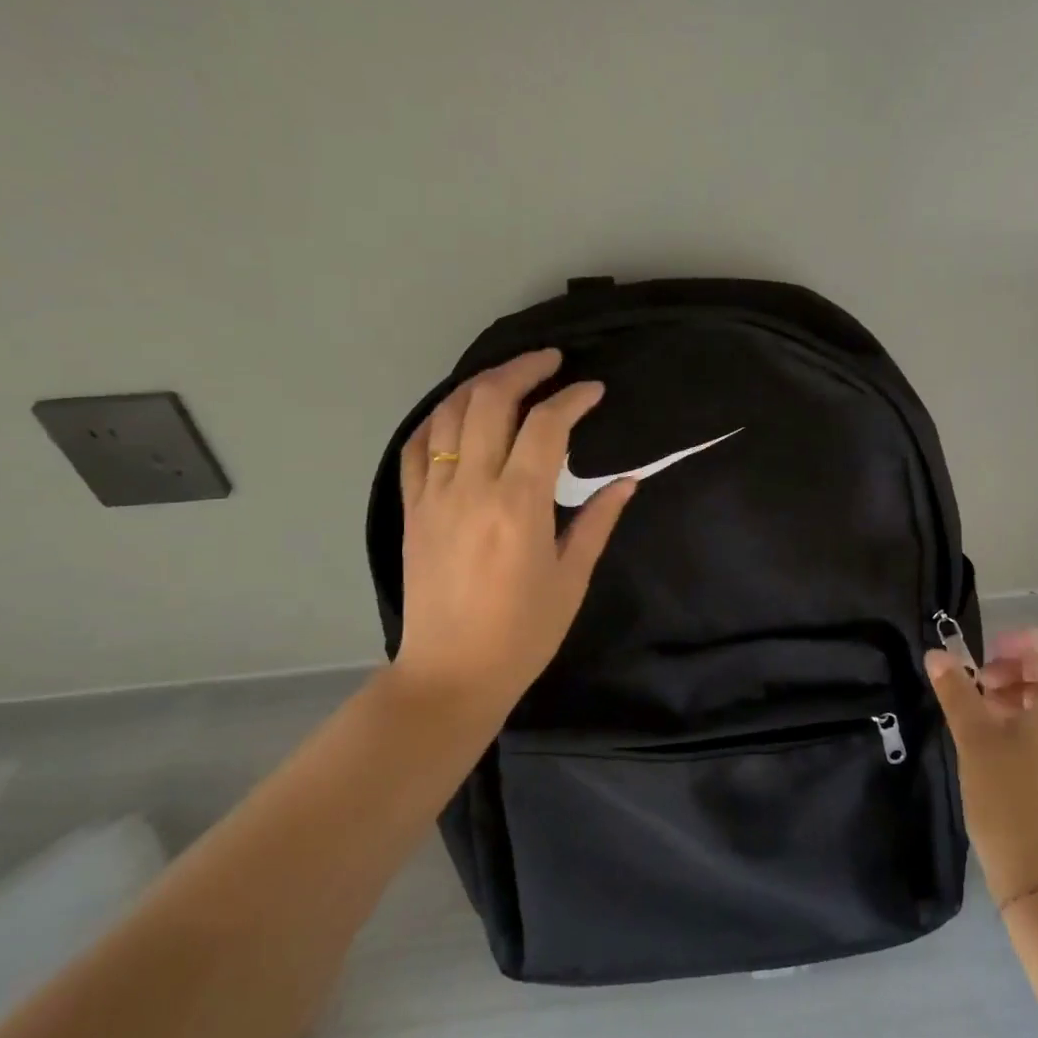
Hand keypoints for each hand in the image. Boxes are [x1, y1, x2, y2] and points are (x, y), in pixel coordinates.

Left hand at [391, 349, 634, 717]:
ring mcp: (433, 496)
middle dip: (523, 370)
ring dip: (479, 384)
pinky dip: (436, 419)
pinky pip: (415, 448)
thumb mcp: (571, 578)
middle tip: (551, 362)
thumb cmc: (522, 633)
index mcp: (518, 505)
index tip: (594, 391)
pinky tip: (456, 413)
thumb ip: (597, 520)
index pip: (546, 426)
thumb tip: (626, 480)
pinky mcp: (411, 510)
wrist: (450, 675)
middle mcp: (471, 487)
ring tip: (508, 377)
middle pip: (490, 401)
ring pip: (447, 414)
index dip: (573, 398)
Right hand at [926, 628, 1037, 900]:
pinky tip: (1002, 743)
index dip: (1025, 639)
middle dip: (1020, 666)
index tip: (988, 655)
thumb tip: (938, 653)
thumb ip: (957, 690)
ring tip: (985, 712)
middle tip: (981, 683)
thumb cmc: (1010, 798)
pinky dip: (1036, 720)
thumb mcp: (975, 738)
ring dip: (1024, 694)